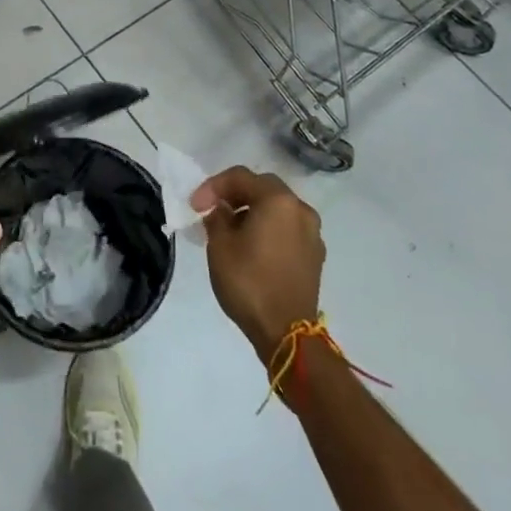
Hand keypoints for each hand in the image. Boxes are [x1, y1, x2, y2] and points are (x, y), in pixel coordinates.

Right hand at [191, 167, 324, 359]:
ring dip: (253, 211)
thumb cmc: (249, 283)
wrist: (286, 333)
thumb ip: (218, 217)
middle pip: (263, 188)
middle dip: (235, 194)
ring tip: (230, 229)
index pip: (241, 177)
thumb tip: (222, 210)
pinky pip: (287, 229)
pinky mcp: (314, 255)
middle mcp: (300, 210)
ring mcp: (312, 233)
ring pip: (277, 208)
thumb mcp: (220, 246)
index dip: (213, 186)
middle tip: (213, 209)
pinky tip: (252, 247)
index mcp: (278, 201)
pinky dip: (268, 228)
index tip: (195, 205)